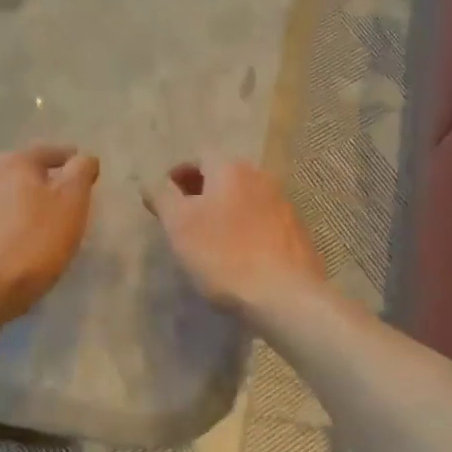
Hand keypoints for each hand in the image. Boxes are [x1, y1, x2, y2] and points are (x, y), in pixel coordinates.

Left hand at [0, 143, 98, 328]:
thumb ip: (81, 172)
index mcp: (14, 160)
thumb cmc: (34, 243)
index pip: (50, 152)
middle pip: (25, 169)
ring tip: (43, 220)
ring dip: (25, 199)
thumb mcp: (72, 204)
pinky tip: (18, 236)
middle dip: (45, 180)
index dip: (73, 162)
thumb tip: (83, 158)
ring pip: (7, 191)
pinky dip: (9, 218)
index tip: (87, 176)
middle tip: (66, 199)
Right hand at [143, 157, 324, 316]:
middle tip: (184, 220)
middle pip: (224, 176)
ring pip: (245, 198)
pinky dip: (246, 229)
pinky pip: (263, 220)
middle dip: (202, 192)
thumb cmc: (223, 255)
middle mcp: (260, 177)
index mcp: (230, 169)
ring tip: (210, 239)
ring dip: (225, 211)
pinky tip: (240, 255)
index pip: (199, 157)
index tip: (165, 200)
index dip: (178, 175)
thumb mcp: (179, 225)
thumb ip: (163, 197)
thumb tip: (154, 183)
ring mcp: (283, 204)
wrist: (284, 295)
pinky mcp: (296, 231)